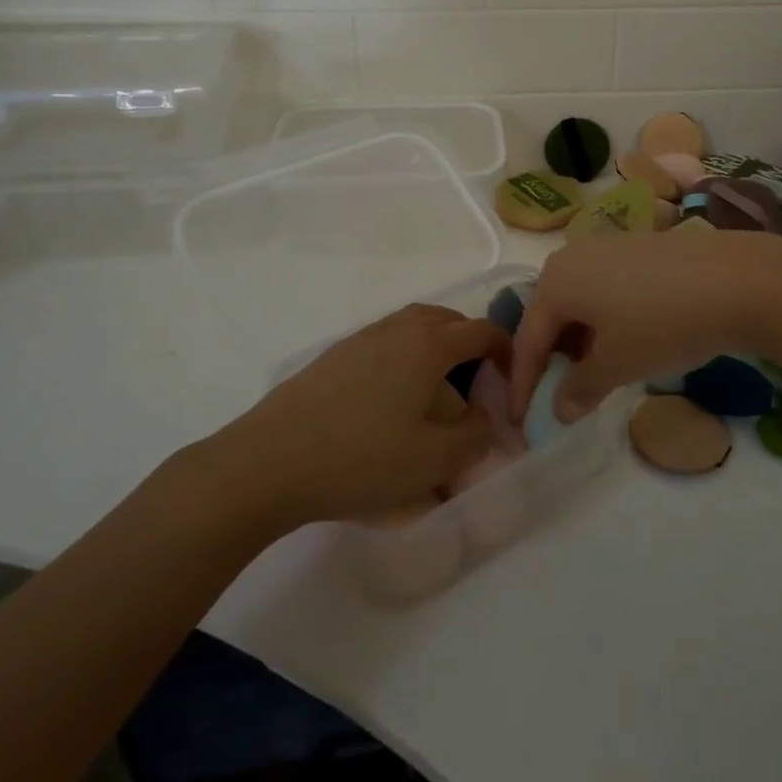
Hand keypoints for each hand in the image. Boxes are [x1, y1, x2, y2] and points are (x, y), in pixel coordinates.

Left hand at [219, 304, 503, 526]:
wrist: (270, 461)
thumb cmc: (362, 458)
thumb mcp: (434, 460)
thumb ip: (475, 436)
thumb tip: (484, 418)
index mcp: (428, 345)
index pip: (481, 331)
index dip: (505, 349)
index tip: (511, 377)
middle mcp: (397, 329)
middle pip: (446, 320)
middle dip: (469, 342)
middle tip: (477, 380)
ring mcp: (361, 339)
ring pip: (412, 327)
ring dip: (434, 348)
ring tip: (436, 389)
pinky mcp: (334, 356)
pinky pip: (384, 343)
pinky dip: (403, 357)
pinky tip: (391, 399)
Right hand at [511, 231, 781, 423]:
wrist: (736, 278)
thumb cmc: (663, 323)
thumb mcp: (618, 364)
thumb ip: (580, 388)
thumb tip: (559, 409)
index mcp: (555, 281)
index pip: (528, 339)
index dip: (523, 384)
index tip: (519, 420)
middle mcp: (572, 256)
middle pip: (550, 315)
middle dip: (551, 358)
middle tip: (556, 394)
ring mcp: (606, 247)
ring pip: (579, 302)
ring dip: (579, 341)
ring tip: (594, 373)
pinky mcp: (636, 248)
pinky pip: (603, 289)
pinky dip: (603, 320)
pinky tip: (625, 340)